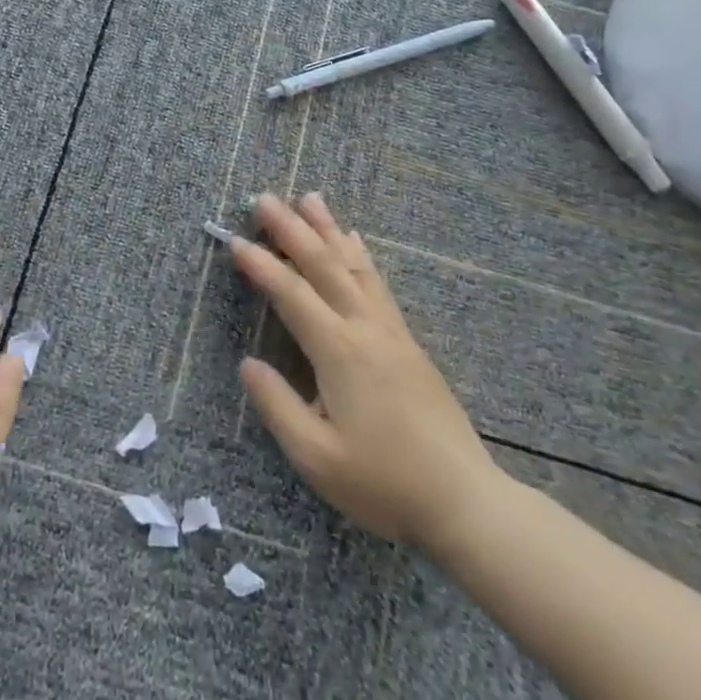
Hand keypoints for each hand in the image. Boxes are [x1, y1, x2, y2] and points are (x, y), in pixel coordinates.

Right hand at [232, 192, 505, 557]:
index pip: (291, 295)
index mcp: (339, 353)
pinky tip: (354, 241)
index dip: (261, 266)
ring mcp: (391, 332)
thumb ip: (277, 405)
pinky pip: (377, 283)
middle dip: (292, 229)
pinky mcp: (408, 342)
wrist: (464, 501)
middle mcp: (365, 329)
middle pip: (324, 266)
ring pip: (354, 266)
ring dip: (328, 229)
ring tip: (309, 198)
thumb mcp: (316, 457)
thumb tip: (247, 363)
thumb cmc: (383, 483)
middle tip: (265, 198)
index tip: (235, 240)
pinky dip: (359, 255)